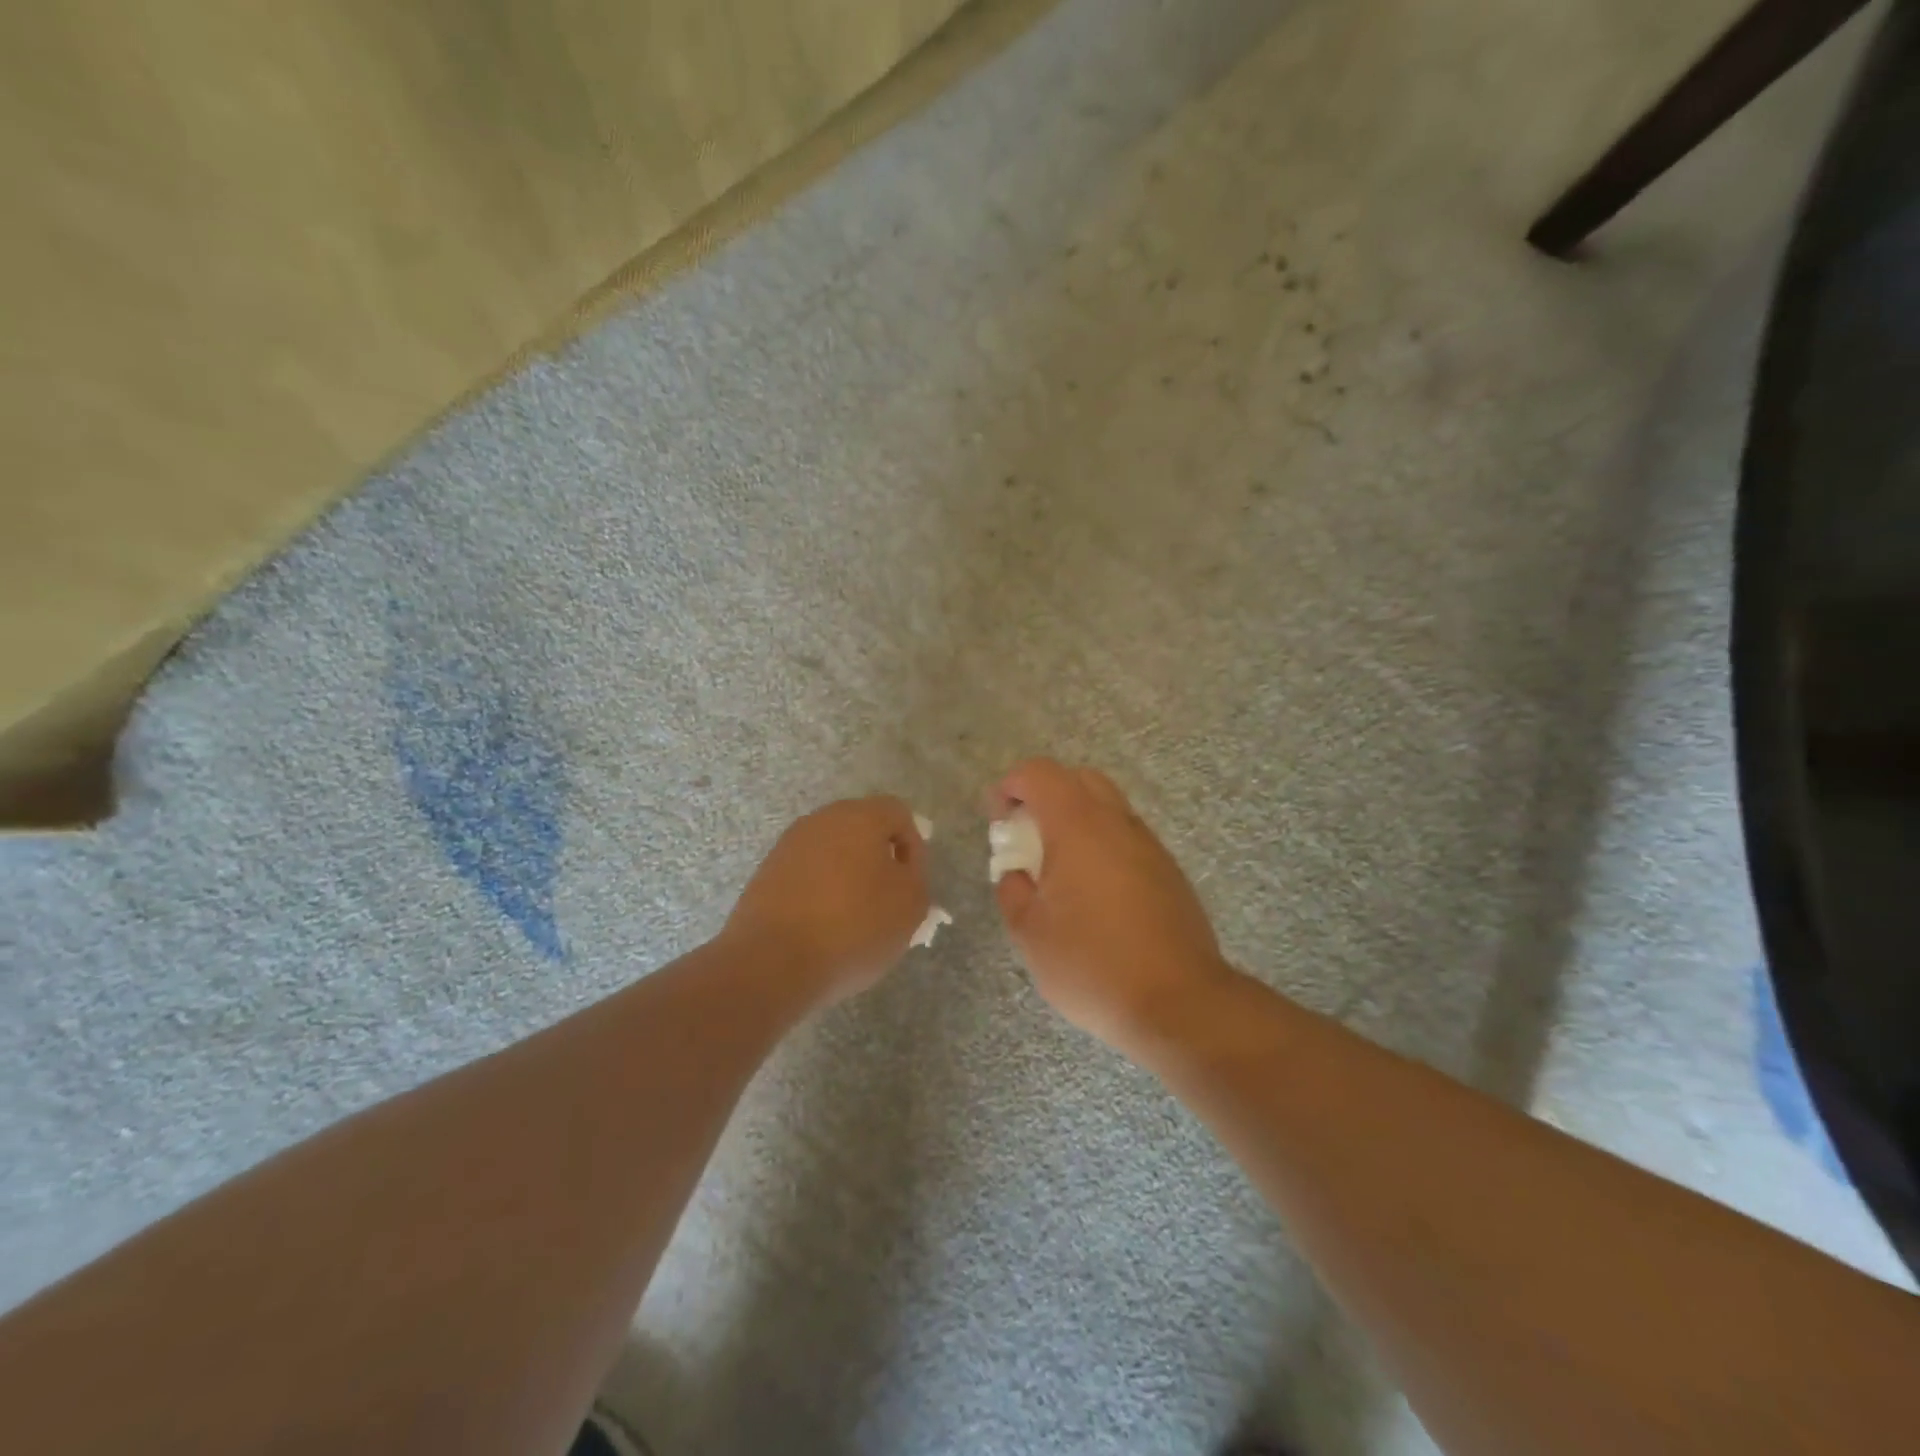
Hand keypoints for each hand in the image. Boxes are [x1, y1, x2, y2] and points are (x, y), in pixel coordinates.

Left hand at [723, 796, 929, 1007]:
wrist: (772, 963)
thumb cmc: (853, 927)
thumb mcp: (910, 905)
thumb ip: (915, 875)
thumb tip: (900, 866)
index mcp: (859, 817)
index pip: (898, 814)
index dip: (913, 846)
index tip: (912, 884)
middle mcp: (821, 821)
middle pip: (861, 830)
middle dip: (878, 860)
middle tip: (888, 900)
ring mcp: (788, 846)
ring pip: (832, 853)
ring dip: (847, 877)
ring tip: (855, 919)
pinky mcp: (765, 874)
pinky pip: (806, 875)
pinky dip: (819, 893)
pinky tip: (823, 928)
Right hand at [990, 759, 1237, 1051]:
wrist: (1178, 1002)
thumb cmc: (1092, 964)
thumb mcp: (1030, 933)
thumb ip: (1013, 891)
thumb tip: (1016, 874)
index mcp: (1078, 826)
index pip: (1041, 774)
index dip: (1011, 785)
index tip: (998, 820)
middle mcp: (1117, 823)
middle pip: (1079, 779)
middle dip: (1046, 795)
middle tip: (1027, 836)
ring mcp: (1149, 846)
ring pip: (1109, 807)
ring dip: (1077, 821)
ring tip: (1059, 869)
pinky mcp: (1169, 872)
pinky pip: (1128, 838)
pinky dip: (1103, 845)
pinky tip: (1095, 893)